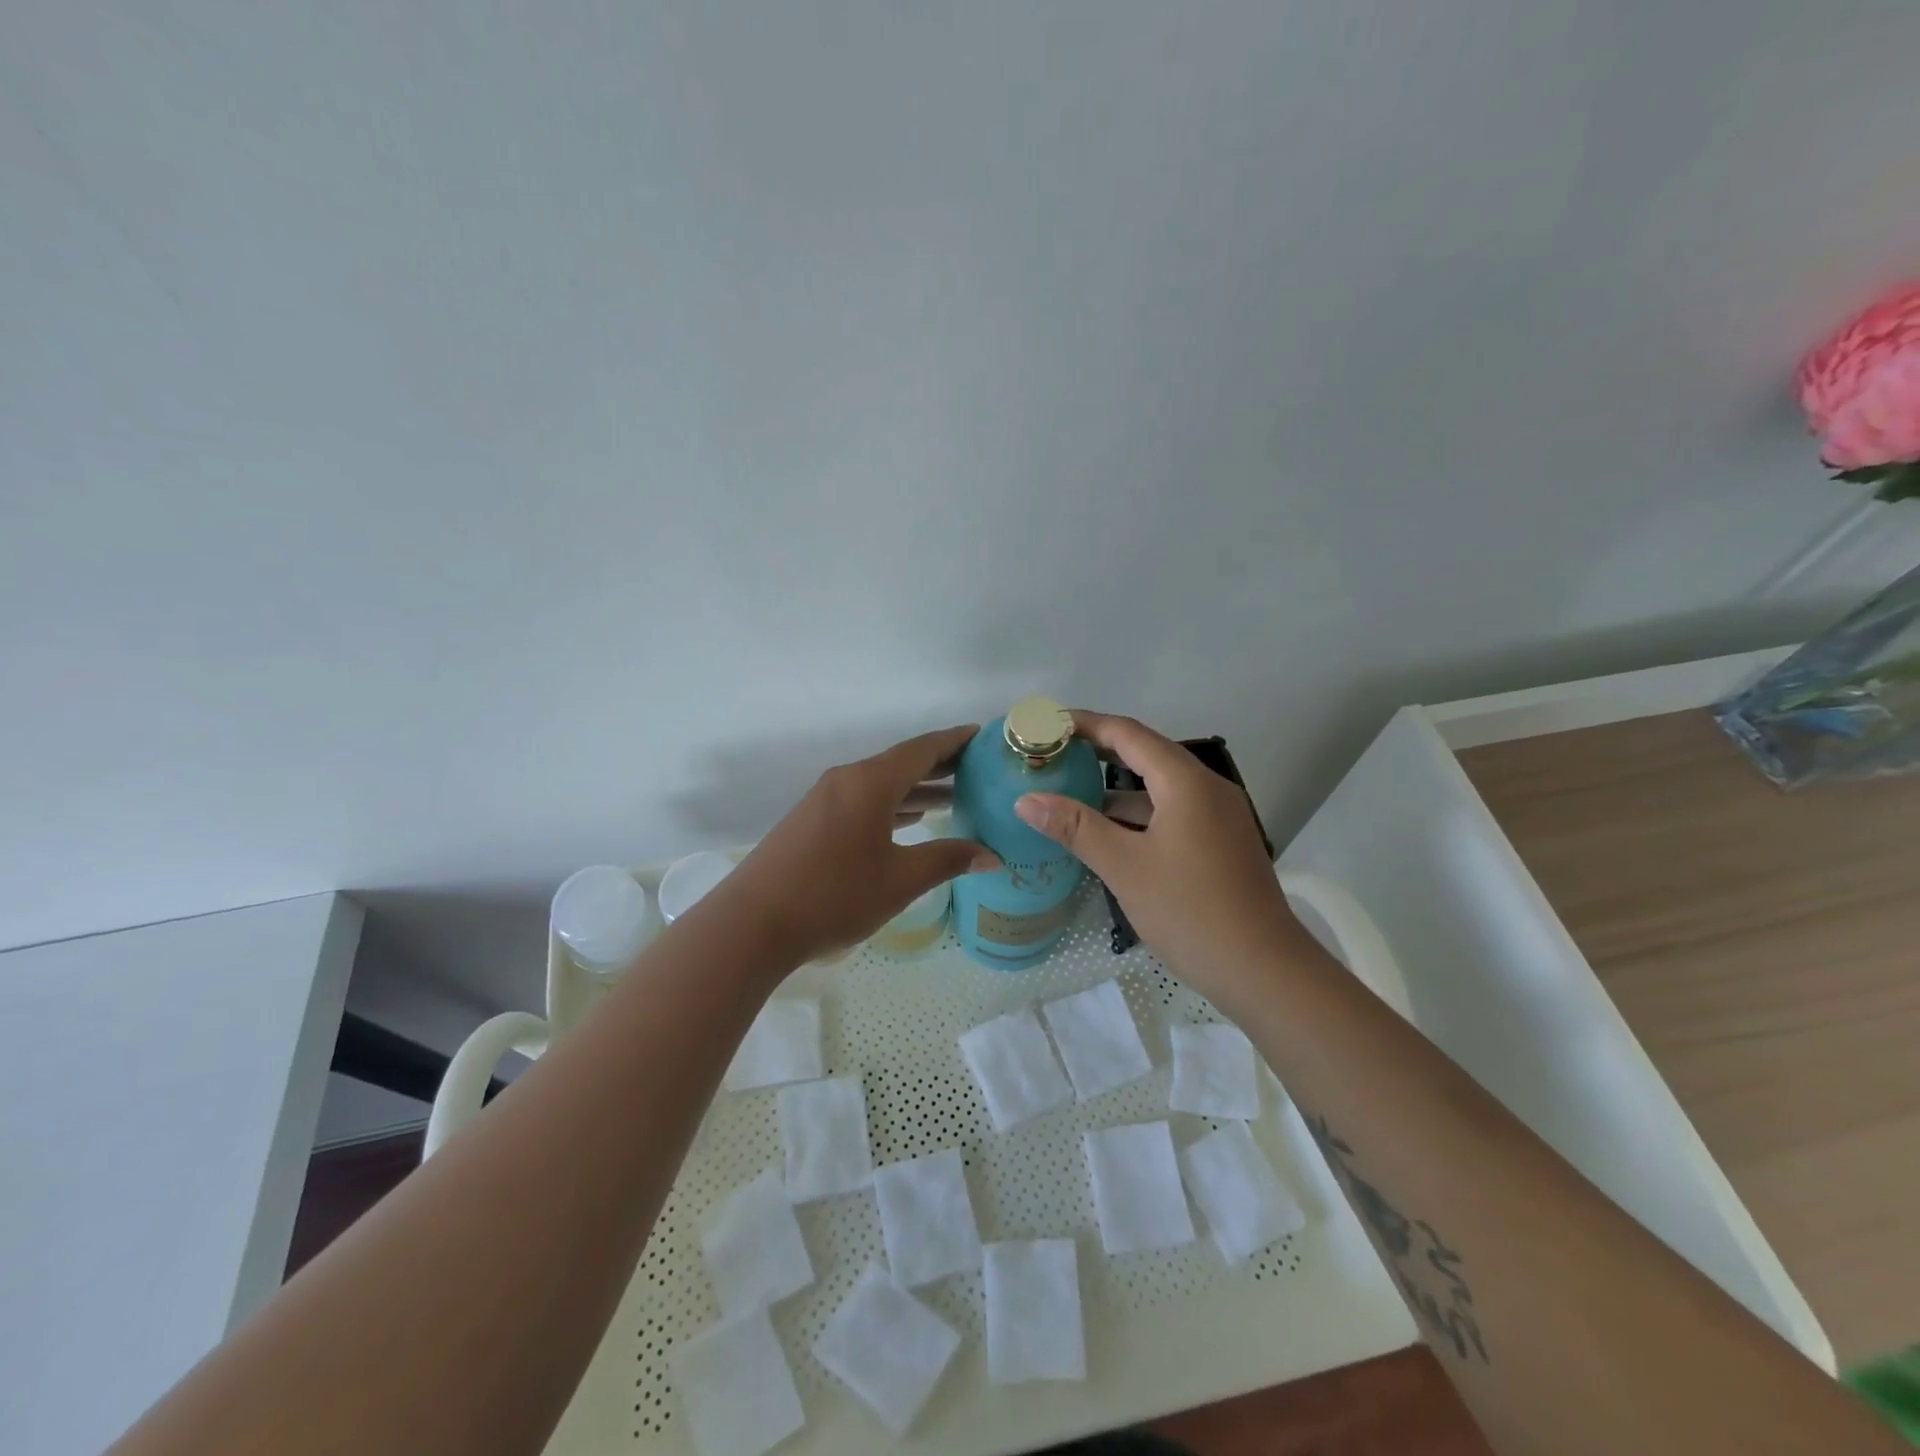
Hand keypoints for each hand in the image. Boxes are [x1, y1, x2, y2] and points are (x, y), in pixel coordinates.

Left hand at [718, 725, 998, 966]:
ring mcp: (824, 799)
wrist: (753, 923)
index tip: (982, 736)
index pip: (922, 749)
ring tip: (954, 797)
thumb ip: (947, 860)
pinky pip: (862, 800)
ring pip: (881, 784)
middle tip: (978, 770)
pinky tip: (909, 819)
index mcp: (870, 783)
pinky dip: (891, 804)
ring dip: (916, 788)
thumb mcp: (900, 880)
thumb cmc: (834, 895)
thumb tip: (992, 855)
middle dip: (940, 765)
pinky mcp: (811, 820)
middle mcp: (847, 780)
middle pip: (901, 763)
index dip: (955, 741)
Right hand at [1013, 711, 1300, 1009]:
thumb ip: (1076, 828)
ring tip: (1071, 794)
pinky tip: (1110, 835)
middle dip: (1099, 752)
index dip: (1087, 724)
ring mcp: (1219, 817)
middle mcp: (1207, 788)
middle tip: (1054, 755)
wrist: (1264, 970)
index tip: (1048, 725)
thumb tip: (1026, 800)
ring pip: (1160, 787)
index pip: (1129, 734)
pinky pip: (1173, 812)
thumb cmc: (1190, 911)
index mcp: (1186, 782)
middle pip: (1146, 754)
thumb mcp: (1125, 867)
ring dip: (1118, 788)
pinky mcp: (1222, 843)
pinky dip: (1139, 814)